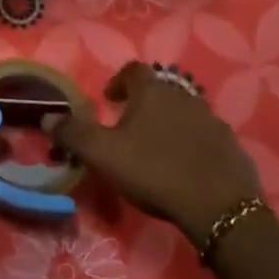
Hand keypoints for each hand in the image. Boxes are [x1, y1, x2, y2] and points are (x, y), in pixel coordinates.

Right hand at [43, 62, 259, 245]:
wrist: (218, 207)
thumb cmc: (153, 171)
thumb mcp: (103, 154)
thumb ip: (73, 134)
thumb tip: (47, 117)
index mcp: (152, 92)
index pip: (133, 70)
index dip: (118, 81)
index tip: (109, 100)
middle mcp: (184, 96)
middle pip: (160, 90)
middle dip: (143, 104)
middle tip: (129, 127)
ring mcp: (212, 120)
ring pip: (184, 112)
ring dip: (169, 123)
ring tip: (157, 148)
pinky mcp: (231, 144)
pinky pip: (206, 136)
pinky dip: (193, 143)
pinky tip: (186, 166)